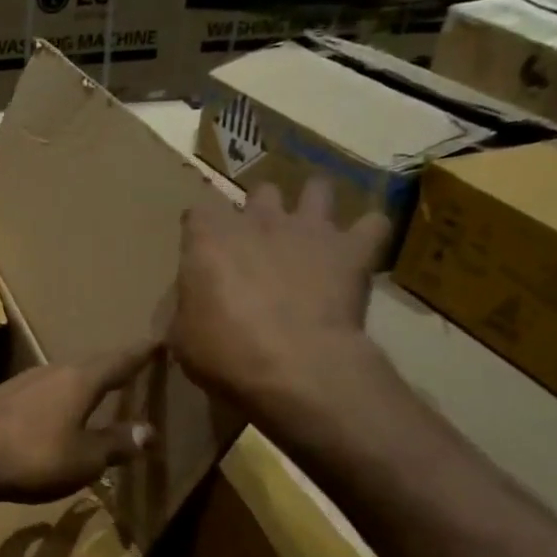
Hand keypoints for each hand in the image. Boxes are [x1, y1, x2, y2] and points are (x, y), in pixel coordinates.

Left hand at [0, 343, 158, 505]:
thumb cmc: (30, 455)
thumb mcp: (83, 459)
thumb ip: (116, 444)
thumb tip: (150, 431)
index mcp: (79, 380)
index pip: (119, 360)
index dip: (141, 353)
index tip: (159, 341)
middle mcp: (52, 371)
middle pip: (90, 364)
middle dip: (113, 366)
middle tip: (133, 366)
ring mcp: (22, 381)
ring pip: (63, 376)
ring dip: (84, 382)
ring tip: (99, 388)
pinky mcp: (1, 398)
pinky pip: (43, 391)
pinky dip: (60, 397)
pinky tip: (56, 411)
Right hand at [170, 178, 390, 424]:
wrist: (294, 367)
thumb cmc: (225, 353)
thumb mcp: (182, 335)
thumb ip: (189, 305)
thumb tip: (195, 301)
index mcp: (208, 240)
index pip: (197, 213)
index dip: (201, 231)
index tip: (202, 251)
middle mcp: (258, 222)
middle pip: (260, 192)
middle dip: (261, 210)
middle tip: (261, 241)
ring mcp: (308, 230)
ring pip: (318, 189)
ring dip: (315, 204)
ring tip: (314, 228)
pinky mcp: (352, 250)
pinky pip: (373, 224)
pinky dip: (368, 233)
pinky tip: (362, 247)